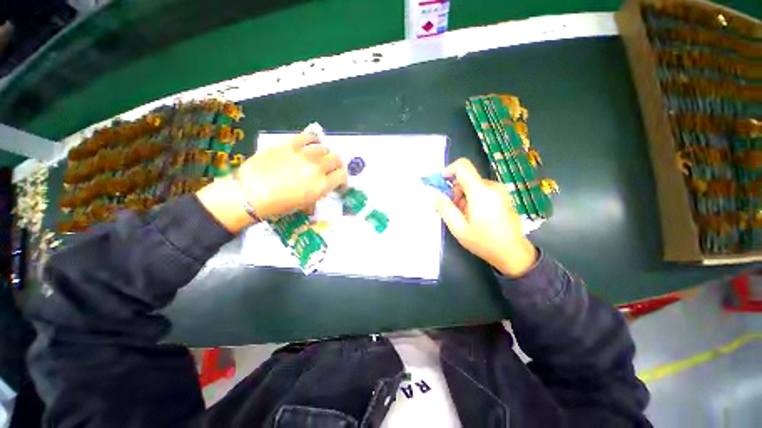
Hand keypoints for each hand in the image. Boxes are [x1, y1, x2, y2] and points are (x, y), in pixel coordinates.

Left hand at [237, 133, 347, 217]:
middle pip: (337, 159)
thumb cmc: (278, 205)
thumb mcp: (304, 205)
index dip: (343, 179)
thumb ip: (318, 194)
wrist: (250, 193)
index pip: (342, 176)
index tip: (338, 183)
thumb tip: (321, 188)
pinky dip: (313, 140)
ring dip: (325, 154)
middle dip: (337, 165)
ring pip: (324, 148)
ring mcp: (303, 154)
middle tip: (331, 169)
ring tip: (319, 158)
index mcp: (321, 185)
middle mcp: (317, 168)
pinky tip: (312, 143)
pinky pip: (307, 137)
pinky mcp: (289, 145)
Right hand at [434, 158, 536, 276]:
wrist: (513, 253)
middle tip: (453, 210)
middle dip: (454, 192)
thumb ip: (445, 209)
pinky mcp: (503, 196)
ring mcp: (500, 191)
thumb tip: (435, 195)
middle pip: (466, 178)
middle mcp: (492, 186)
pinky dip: (473, 199)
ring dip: (463, 197)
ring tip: (464, 217)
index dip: (448, 171)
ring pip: (473, 185)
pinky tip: (475, 216)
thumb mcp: (459, 228)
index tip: (440, 184)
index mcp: (480, 192)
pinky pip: (482, 190)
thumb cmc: (484, 242)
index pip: (462, 166)